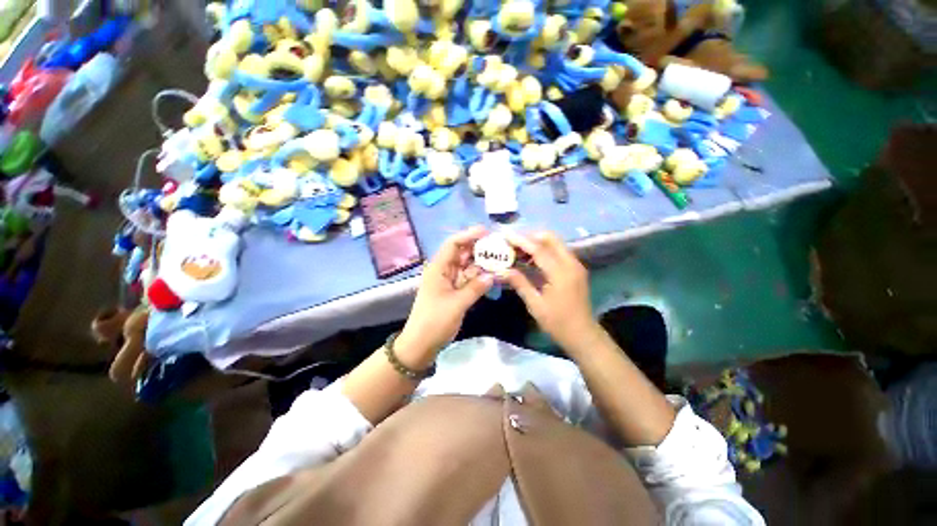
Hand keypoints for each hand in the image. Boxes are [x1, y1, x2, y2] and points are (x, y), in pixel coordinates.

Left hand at [397, 226, 493, 359]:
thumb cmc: (434, 322)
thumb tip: (492, 275)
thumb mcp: (456, 304)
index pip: (453, 244)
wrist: (421, 345)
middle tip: (499, 247)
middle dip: (479, 249)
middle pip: (462, 253)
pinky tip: (493, 276)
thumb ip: (475, 288)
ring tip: (500, 260)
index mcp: (438, 268)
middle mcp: (444, 271)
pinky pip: (469, 280)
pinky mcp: (454, 292)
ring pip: (467, 267)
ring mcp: (449, 282)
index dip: (468, 235)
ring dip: (482, 264)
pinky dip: (479, 277)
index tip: (487, 232)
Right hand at [503, 232, 598, 350]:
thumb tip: (502, 270)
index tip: (506, 235)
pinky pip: (558, 252)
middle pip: (551, 239)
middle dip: (530, 237)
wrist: (583, 335)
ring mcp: (575, 265)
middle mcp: (571, 264)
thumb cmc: (558, 323)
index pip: (539, 249)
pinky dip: (544, 250)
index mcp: (561, 273)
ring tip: (518, 250)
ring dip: (537, 243)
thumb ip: (520, 284)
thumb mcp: (535, 305)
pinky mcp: (575, 269)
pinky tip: (531, 259)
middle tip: (513, 242)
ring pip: (555, 244)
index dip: (521, 241)